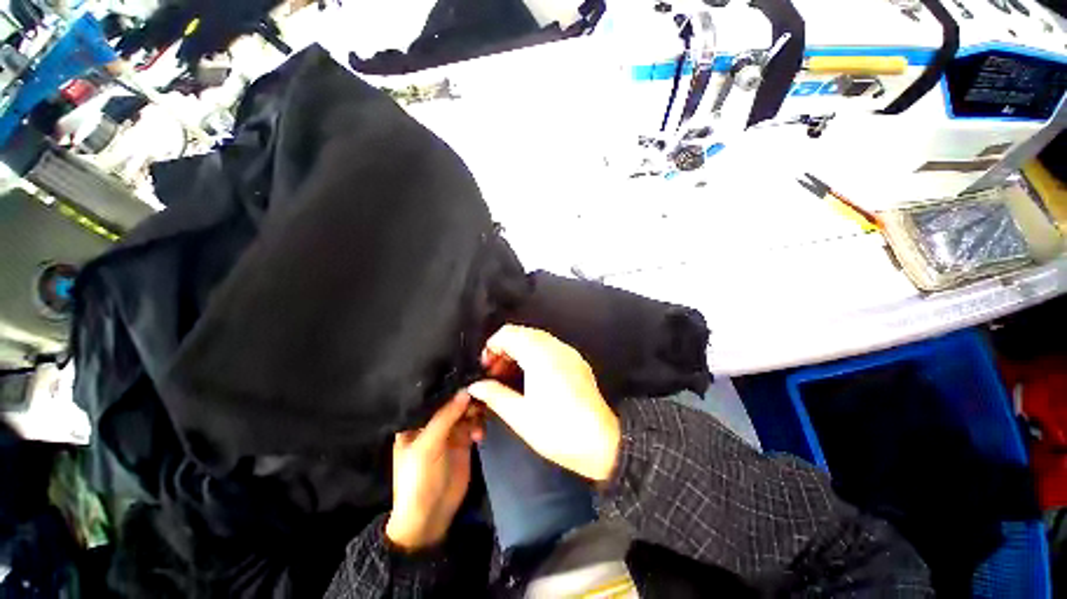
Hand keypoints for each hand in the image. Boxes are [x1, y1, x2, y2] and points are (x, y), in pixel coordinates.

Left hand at [385, 392, 484, 550]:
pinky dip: (479, 426)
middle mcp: (433, 423)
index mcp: (416, 422)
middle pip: (453, 402)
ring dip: (475, 411)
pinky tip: (480, 436)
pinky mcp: (463, 441)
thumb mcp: (428, 446)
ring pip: (465, 411)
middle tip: (479, 398)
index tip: (468, 375)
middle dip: (466, 398)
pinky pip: (474, 425)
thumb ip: (446, 416)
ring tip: (479, 418)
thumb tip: (466, 390)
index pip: (433, 396)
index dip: (449, 386)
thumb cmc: (419, 479)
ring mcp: (449, 432)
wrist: (430, 517)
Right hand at [468, 325, 620, 481]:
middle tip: (495, 373)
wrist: (602, 442)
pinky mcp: (576, 361)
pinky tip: (530, 377)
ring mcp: (568, 353)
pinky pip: (550, 347)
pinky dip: (534, 354)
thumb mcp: (520, 415)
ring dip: (519, 351)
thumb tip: (477, 386)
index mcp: (540, 356)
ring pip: (536, 339)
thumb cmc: (559, 430)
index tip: (486, 366)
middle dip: (505, 348)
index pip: (509, 333)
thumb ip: (494, 395)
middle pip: (523, 333)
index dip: (492, 346)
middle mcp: (556, 347)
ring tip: (510, 376)